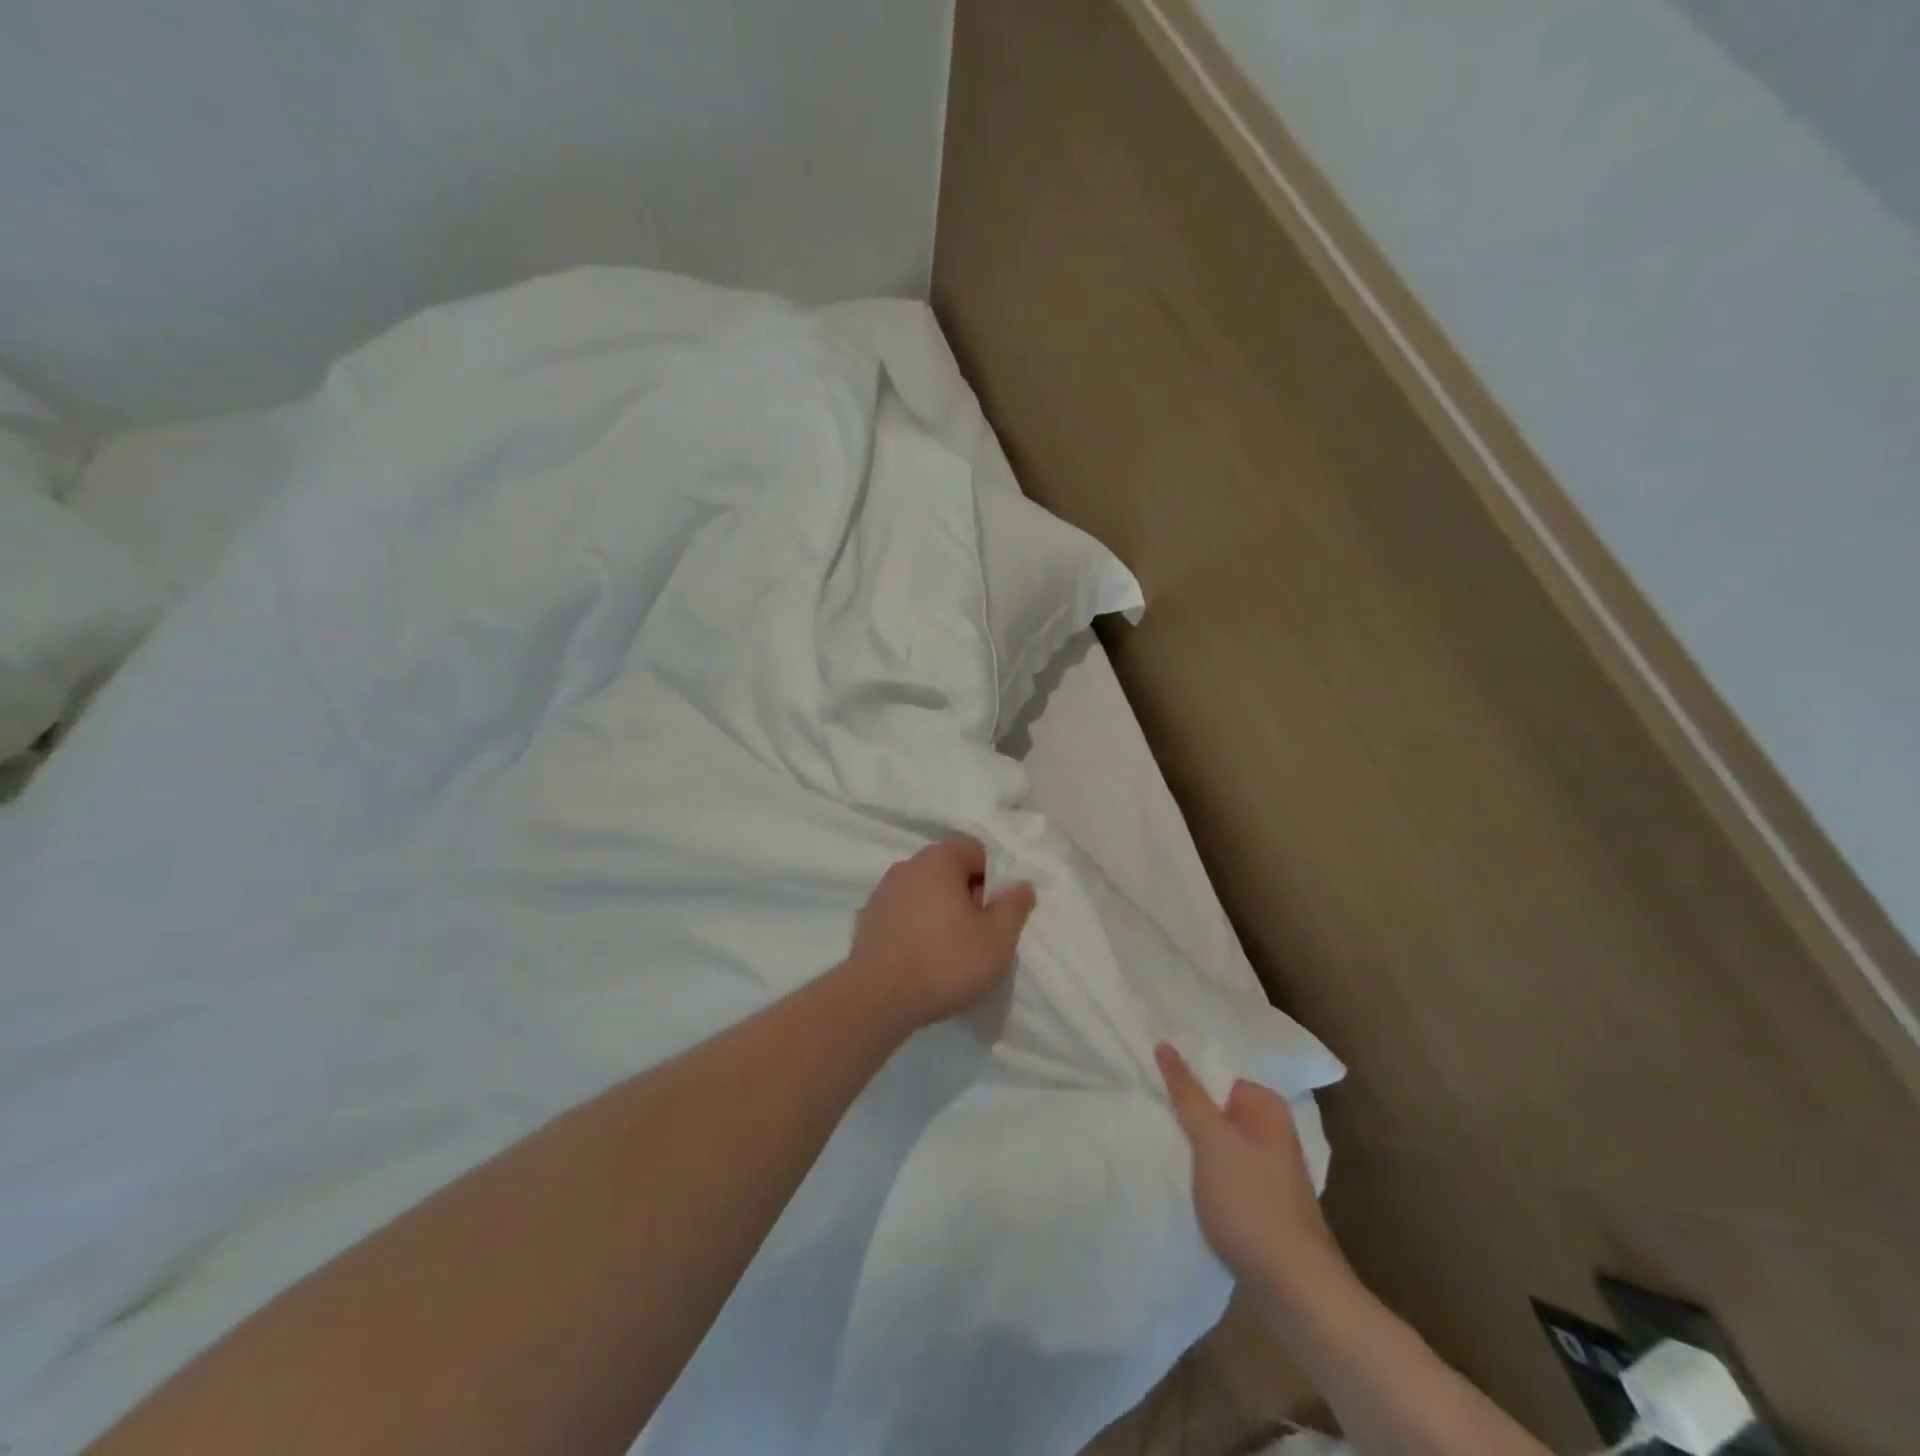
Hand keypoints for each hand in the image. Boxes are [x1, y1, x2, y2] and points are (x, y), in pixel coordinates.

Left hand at [850, 837, 1036, 1029]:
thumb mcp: (998, 938)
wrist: (877, 1000)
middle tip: (979, 935)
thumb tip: (1021, 885)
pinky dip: (918, 929)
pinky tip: (924, 960)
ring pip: (926, 893)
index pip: (976, 851)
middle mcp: (907, 866)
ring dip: (942, 914)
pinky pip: (905, 915)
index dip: (994, 880)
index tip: (997, 914)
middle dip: (969, 897)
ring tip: (951, 952)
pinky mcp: (868, 920)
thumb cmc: (946, 961)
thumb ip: (1014, 906)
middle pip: (950, 871)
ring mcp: (883, 893)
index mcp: (938, 859)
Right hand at [1156, 1043, 1345, 1296]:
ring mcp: (1270, 1168)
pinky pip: (1224, 1171)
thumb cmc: (1251, 1201)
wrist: (1294, 1287)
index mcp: (1267, 1106)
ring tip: (1160, 1148)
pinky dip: (1204, 1174)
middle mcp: (1273, 1130)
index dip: (1183, 1082)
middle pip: (1216, 1109)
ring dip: (1193, 1147)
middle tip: (1149, 1116)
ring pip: (1219, 1143)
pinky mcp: (1262, 1201)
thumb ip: (1187, 1093)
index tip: (1150, 1089)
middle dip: (1186, 1115)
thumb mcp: (1212, 1139)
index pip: (1214, 1076)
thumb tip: (1165, 1044)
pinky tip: (1183, 1183)